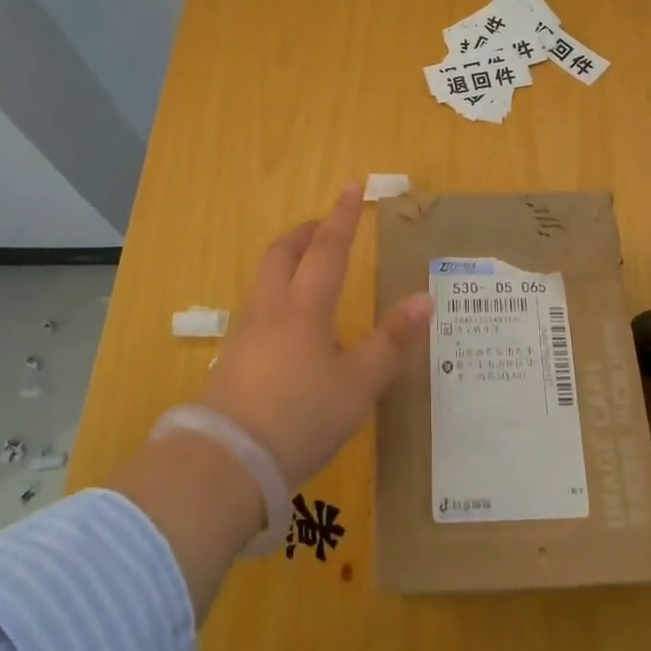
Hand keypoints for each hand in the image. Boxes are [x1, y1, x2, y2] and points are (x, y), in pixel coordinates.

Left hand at [198, 186, 433, 489]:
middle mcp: (272, 308)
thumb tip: (424, 298)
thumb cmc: (302, 417)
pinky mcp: (231, 357)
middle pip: (284, 252)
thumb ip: (392, 340)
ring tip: (308, 264)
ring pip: (265, 277)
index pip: (328, 249)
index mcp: (306, 307)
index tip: (352, 187)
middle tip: (327, 224)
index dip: (343, 217)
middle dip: (307, 231)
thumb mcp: (359, 384)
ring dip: (288, 257)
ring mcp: (245, 332)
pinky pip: (257, 304)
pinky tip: (287, 319)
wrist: (226, 463)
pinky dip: (276, 290)